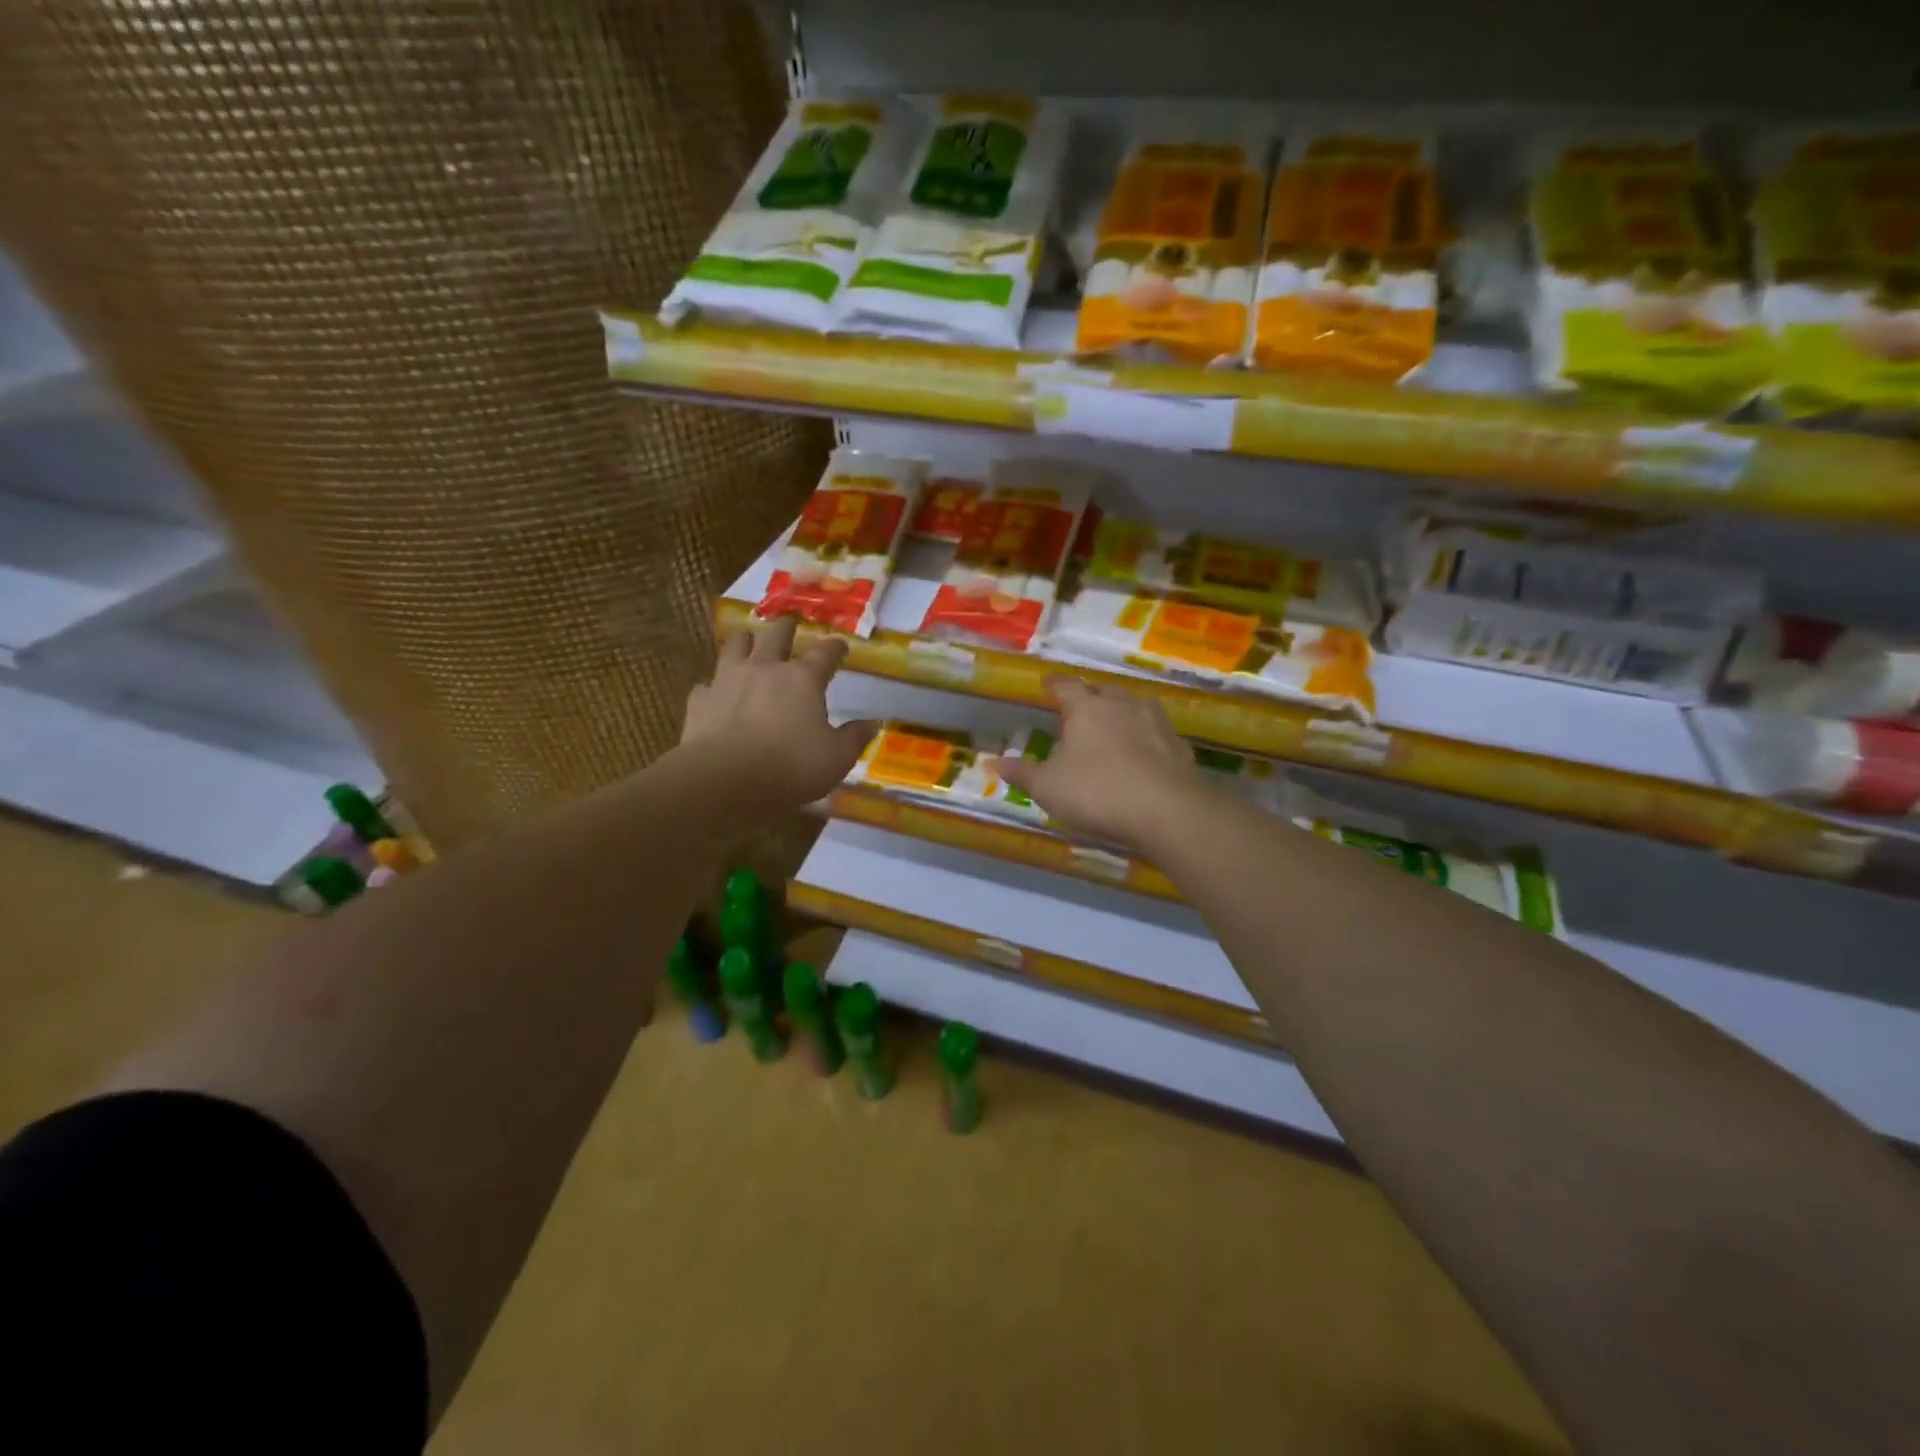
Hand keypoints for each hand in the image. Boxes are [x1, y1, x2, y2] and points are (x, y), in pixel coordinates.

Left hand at [679, 617, 875, 814]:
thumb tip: (871, 723)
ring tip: (748, 641)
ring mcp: (727, 681)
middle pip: (776, 636)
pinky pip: (706, 685)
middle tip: (790, 624)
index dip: (835, 647)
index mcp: (803, 679)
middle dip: (786, 628)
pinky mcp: (700, 701)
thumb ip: (854, 737)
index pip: (825, 653)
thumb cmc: (790, 767)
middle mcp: (765, 669)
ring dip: (745, 642)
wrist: (724, 781)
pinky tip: (714, 692)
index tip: (841, 646)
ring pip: (735, 647)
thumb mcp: (836, 758)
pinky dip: (713, 686)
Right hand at [989, 677, 1200, 850]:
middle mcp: (1123, 705)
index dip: (1053, 684)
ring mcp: (1156, 722)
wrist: (1167, 811)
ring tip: (1112, 726)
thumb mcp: (1048, 788)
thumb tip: (995, 762)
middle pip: (1103, 690)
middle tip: (1079, 708)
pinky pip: (1157, 733)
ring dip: (1122, 712)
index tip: (1045, 685)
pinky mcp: (1179, 746)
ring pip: (1135, 706)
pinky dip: (1147, 738)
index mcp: (1087, 708)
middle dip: (1090, 696)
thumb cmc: (1097, 792)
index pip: (1066, 685)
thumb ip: (1023, 773)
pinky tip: (1144, 754)